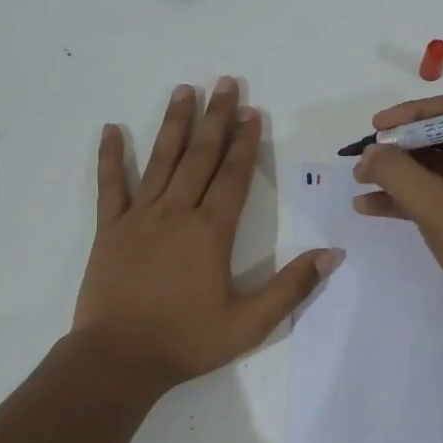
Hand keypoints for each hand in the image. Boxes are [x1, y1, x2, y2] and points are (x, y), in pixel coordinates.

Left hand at [74, 78, 341, 389]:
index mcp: (211, 232)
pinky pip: (111, 186)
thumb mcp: (250, 324)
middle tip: (225, 83)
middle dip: (215, 118)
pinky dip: (110, 157)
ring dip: (175, 124)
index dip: (244, 142)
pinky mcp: (110, 230)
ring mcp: (139, 218)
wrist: (119, 359)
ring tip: (184, 90)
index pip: (233, 176)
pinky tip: (111, 129)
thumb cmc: (187, 341)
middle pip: (200, 157)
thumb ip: (291, 287)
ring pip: (161, 160)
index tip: (251, 111)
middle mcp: (176, 213)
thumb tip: (332, 254)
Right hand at [352, 95, 442, 328]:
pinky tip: (370, 206)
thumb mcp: (435, 204)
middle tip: (362, 158)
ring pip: (435, 168)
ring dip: (398, 176)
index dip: (409, 116)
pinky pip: (439, 193)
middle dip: (398, 151)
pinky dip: (408, 198)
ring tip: (358, 182)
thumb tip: (369, 153)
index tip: (374, 126)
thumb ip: (396, 172)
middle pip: (440, 139)